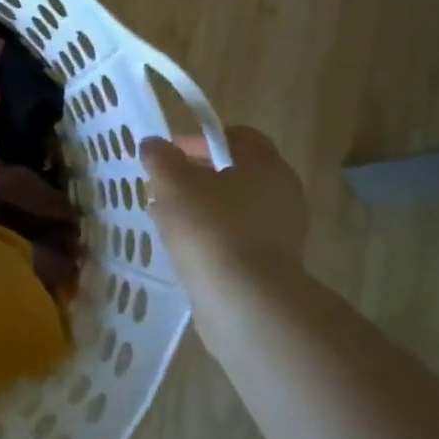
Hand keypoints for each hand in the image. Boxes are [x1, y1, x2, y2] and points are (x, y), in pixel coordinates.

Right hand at [140, 125, 307, 277]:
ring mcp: (280, 234)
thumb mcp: (172, 181)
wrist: (245, 301)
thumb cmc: (210, 227)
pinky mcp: (270, 266)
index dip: (200, 138)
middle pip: (234, 173)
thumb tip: (155, 145)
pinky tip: (181, 245)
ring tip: (164, 216)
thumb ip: (160, 156)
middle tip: (162, 184)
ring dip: (199, 208)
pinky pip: (233, 239)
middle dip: (195, 175)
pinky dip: (208, 237)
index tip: (170, 151)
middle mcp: (282, 195)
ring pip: (231, 208)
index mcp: (268, 166)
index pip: (238, 137)